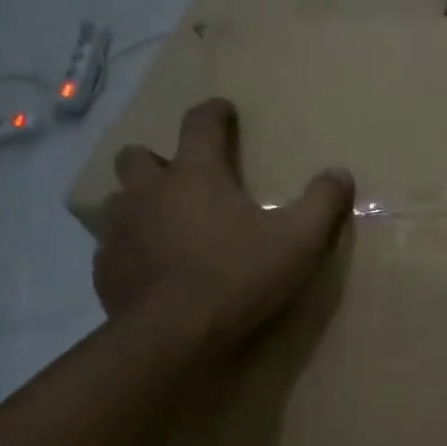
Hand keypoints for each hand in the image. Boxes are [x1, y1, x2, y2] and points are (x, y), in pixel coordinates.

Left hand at [92, 98, 353, 351]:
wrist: (174, 336)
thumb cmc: (238, 277)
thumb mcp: (298, 241)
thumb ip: (321, 203)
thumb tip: (340, 173)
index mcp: (196, 175)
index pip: (200, 125)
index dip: (213, 113)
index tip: (223, 109)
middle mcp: (150, 192)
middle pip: (138, 156)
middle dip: (157, 159)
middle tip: (182, 178)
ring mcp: (121, 230)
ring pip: (118, 199)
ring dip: (139, 203)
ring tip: (163, 223)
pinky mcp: (107, 268)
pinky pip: (113, 246)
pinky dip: (131, 248)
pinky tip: (151, 268)